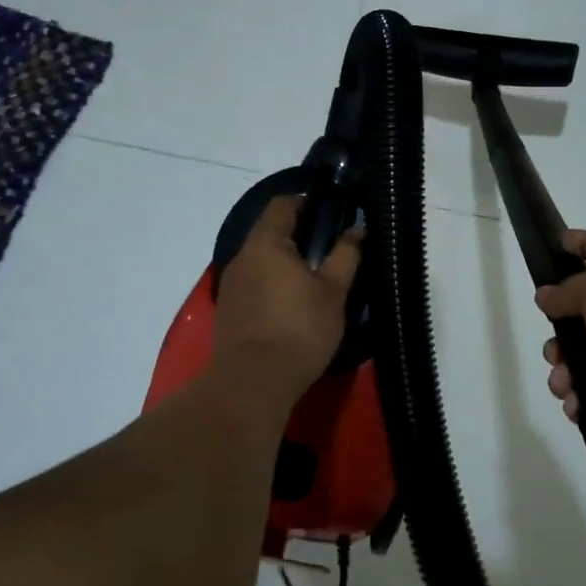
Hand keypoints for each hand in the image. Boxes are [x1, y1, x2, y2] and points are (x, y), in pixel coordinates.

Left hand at [213, 196, 361, 405]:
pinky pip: (253, 284)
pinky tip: (292, 307)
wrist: (253, 383)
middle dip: (298, 235)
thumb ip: (346, 255)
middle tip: (330, 252)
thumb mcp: (333, 292)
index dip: (307, 202)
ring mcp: (231, 285)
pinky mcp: (228, 310)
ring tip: (313, 282)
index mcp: (267, 243)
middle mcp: (242, 257)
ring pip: (261, 260)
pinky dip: (272, 285)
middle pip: (269, 232)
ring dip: (284, 263)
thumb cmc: (299, 330)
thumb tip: (357, 229)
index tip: (331, 215)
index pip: (282, 204)